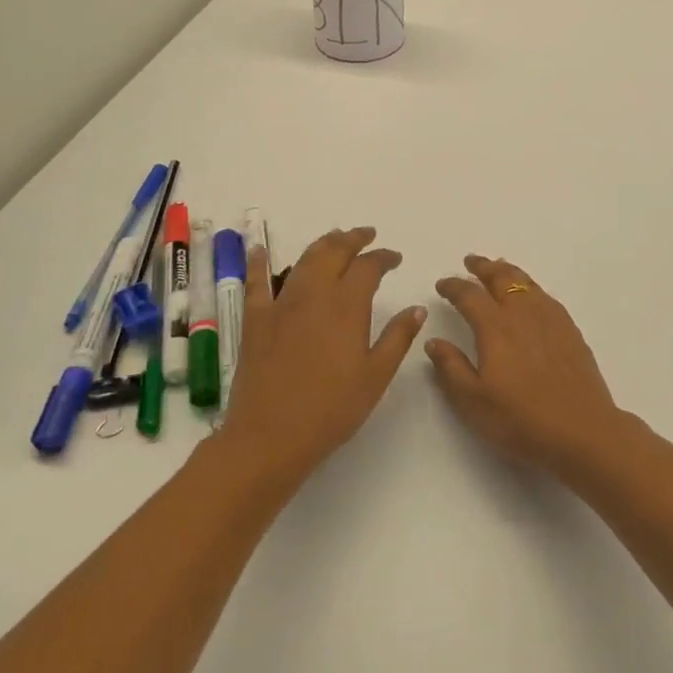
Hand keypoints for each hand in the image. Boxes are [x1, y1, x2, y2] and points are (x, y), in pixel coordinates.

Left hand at [218, 227, 425, 482]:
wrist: (269, 437)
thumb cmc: (330, 410)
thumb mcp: (375, 377)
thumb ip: (397, 338)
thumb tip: (417, 308)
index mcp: (347, 306)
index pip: (369, 267)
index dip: (383, 257)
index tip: (394, 257)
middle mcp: (314, 295)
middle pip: (335, 252)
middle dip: (353, 238)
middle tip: (366, 235)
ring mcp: (281, 304)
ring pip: (303, 260)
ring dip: (322, 244)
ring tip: (334, 238)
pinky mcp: (256, 320)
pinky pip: (256, 283)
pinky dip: (258, 262)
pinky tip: (259, 249)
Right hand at [428, 255, 628, 477]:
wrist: (582, 430)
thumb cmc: (521, 420)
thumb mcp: (473, 402)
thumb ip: (451, 368)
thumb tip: (434, 341)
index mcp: (495, 327)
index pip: (469, 295)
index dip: (453, 286)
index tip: (442, 284)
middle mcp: (522, 312)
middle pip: (501, 277)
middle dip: (482, 267)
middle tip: (470, 261)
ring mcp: (550, 318)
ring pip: (525, 281)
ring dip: (507, 271)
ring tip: (498, 268)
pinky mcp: (569, 329)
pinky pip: (544, 294)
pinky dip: (529, 286)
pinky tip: (530, 296)